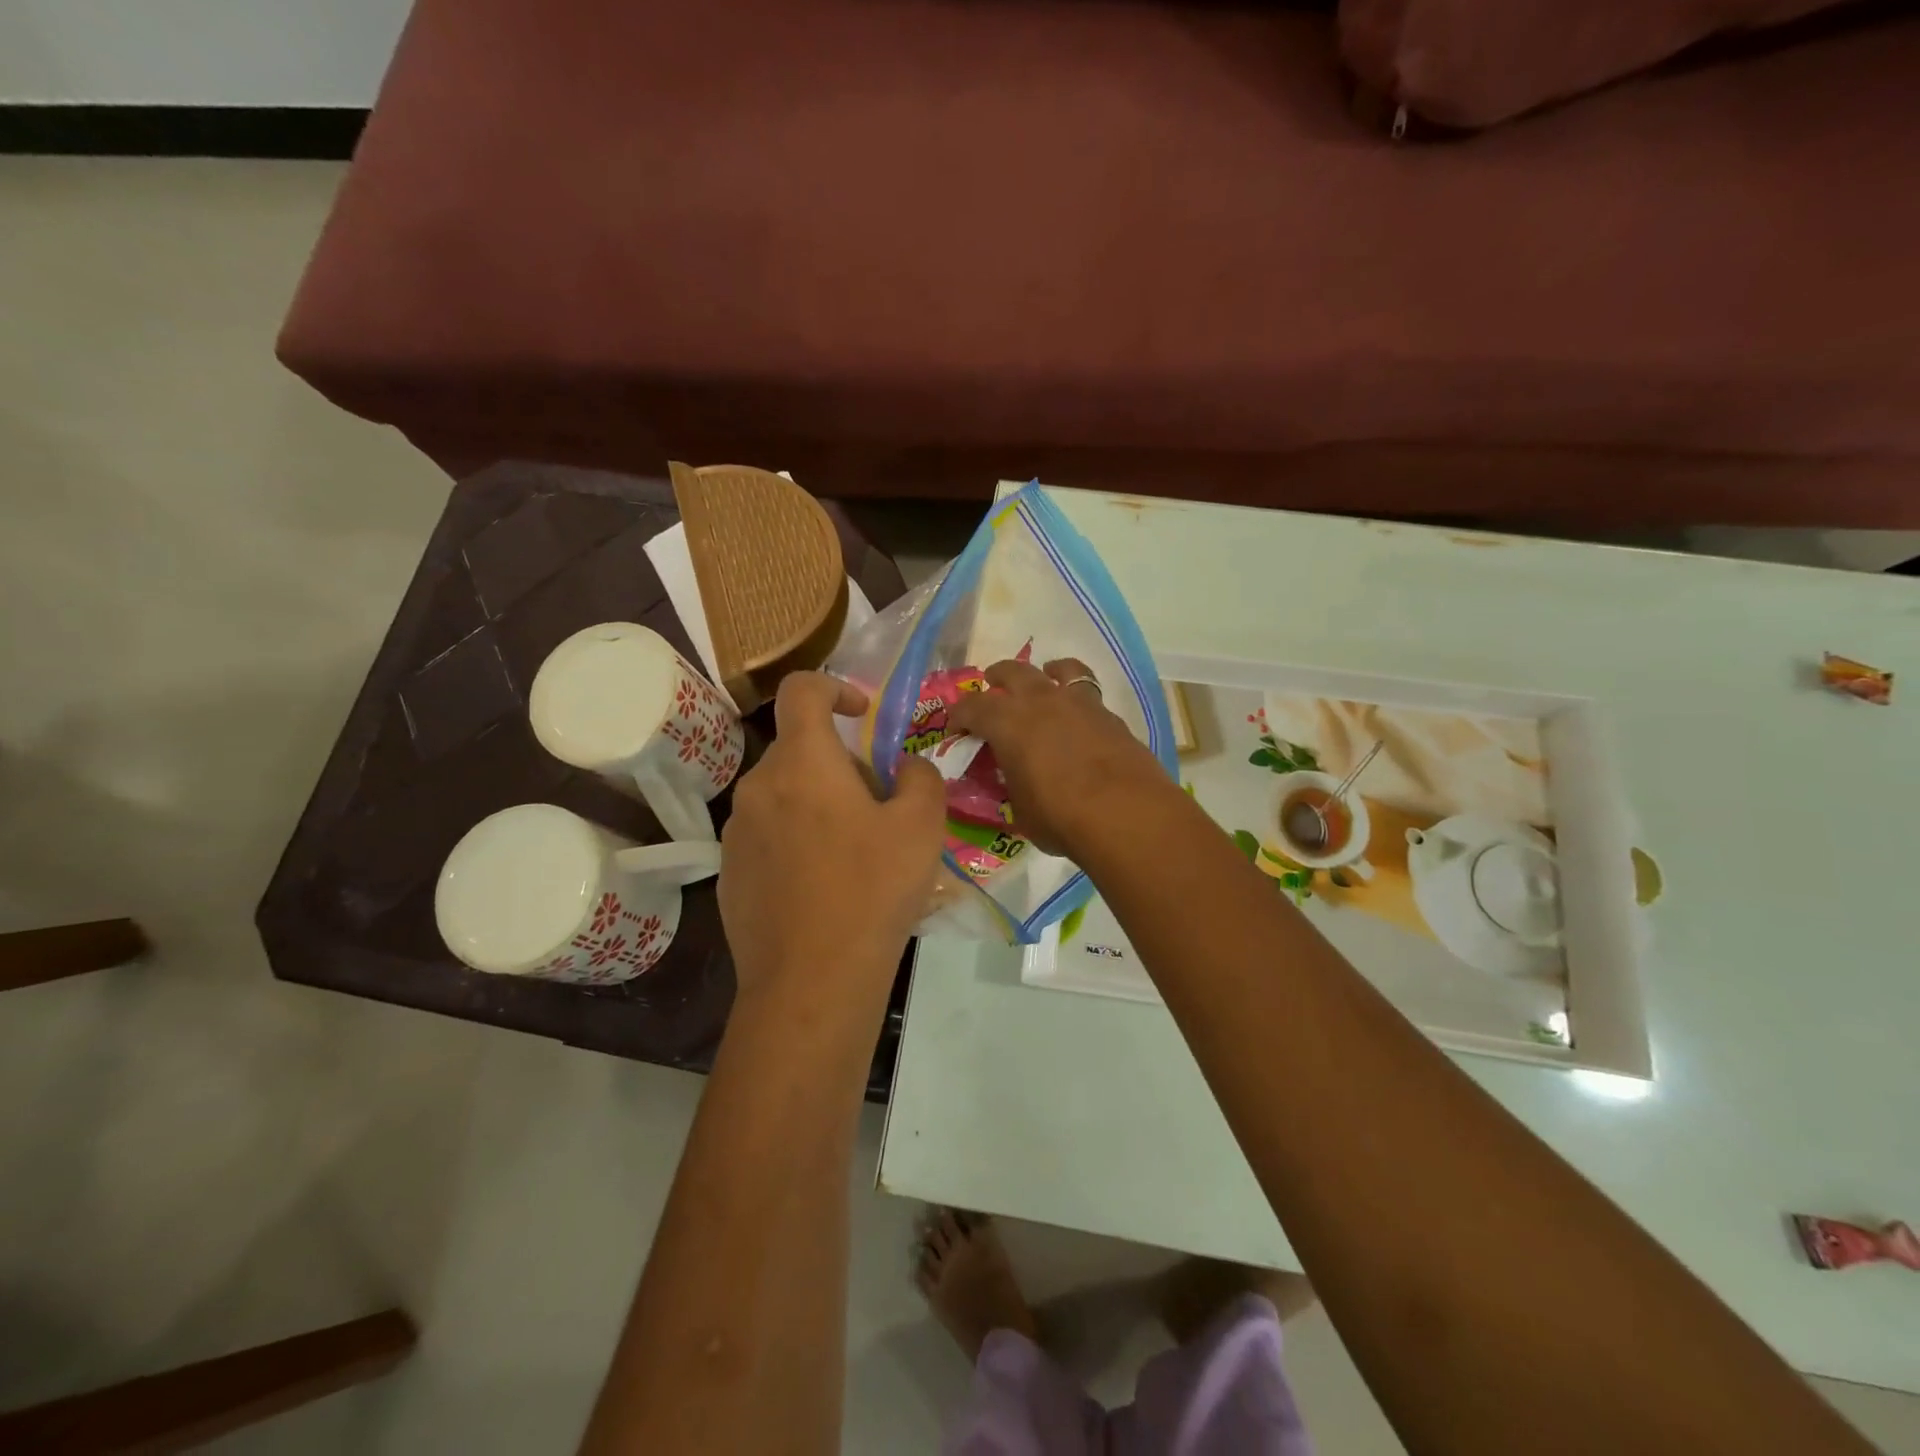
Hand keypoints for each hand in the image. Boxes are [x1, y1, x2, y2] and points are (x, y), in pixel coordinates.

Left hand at [719, 673, 945, 1006]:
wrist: (811, 981)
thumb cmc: (872, 891)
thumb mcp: (922, 827)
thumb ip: (921, 777)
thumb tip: (906, 767)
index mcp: (802, 763)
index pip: (801, 689)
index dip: (834, 687)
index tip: (861, 715)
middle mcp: (758, 787)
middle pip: (800, 750)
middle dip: (841, 764)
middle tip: (879, 807)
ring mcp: (737, 832)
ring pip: (784, 795)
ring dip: (818, 804)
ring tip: (855, 853)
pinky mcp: (729, 873)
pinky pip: (768, 835)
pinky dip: (796, 840)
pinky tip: (824, 887)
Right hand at [948, 657, 1170, 857]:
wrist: (1126, 814)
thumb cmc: (1060, 816)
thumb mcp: (1020, 809)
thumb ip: (1012, 786)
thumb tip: (1013, 780)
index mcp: (1008, 722)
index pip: (973, 707)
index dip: (960, 715)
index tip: (956, 726)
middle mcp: (1041, 701)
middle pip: (1014, 672)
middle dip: (998, 676)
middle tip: (992, 685)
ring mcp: (1080, 703)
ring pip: (1060, 669)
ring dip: (1045, 672)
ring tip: (1045, 678)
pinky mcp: (1110, 716)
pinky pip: (1088, 693)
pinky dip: (1077, 697)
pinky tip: (1078, 716)